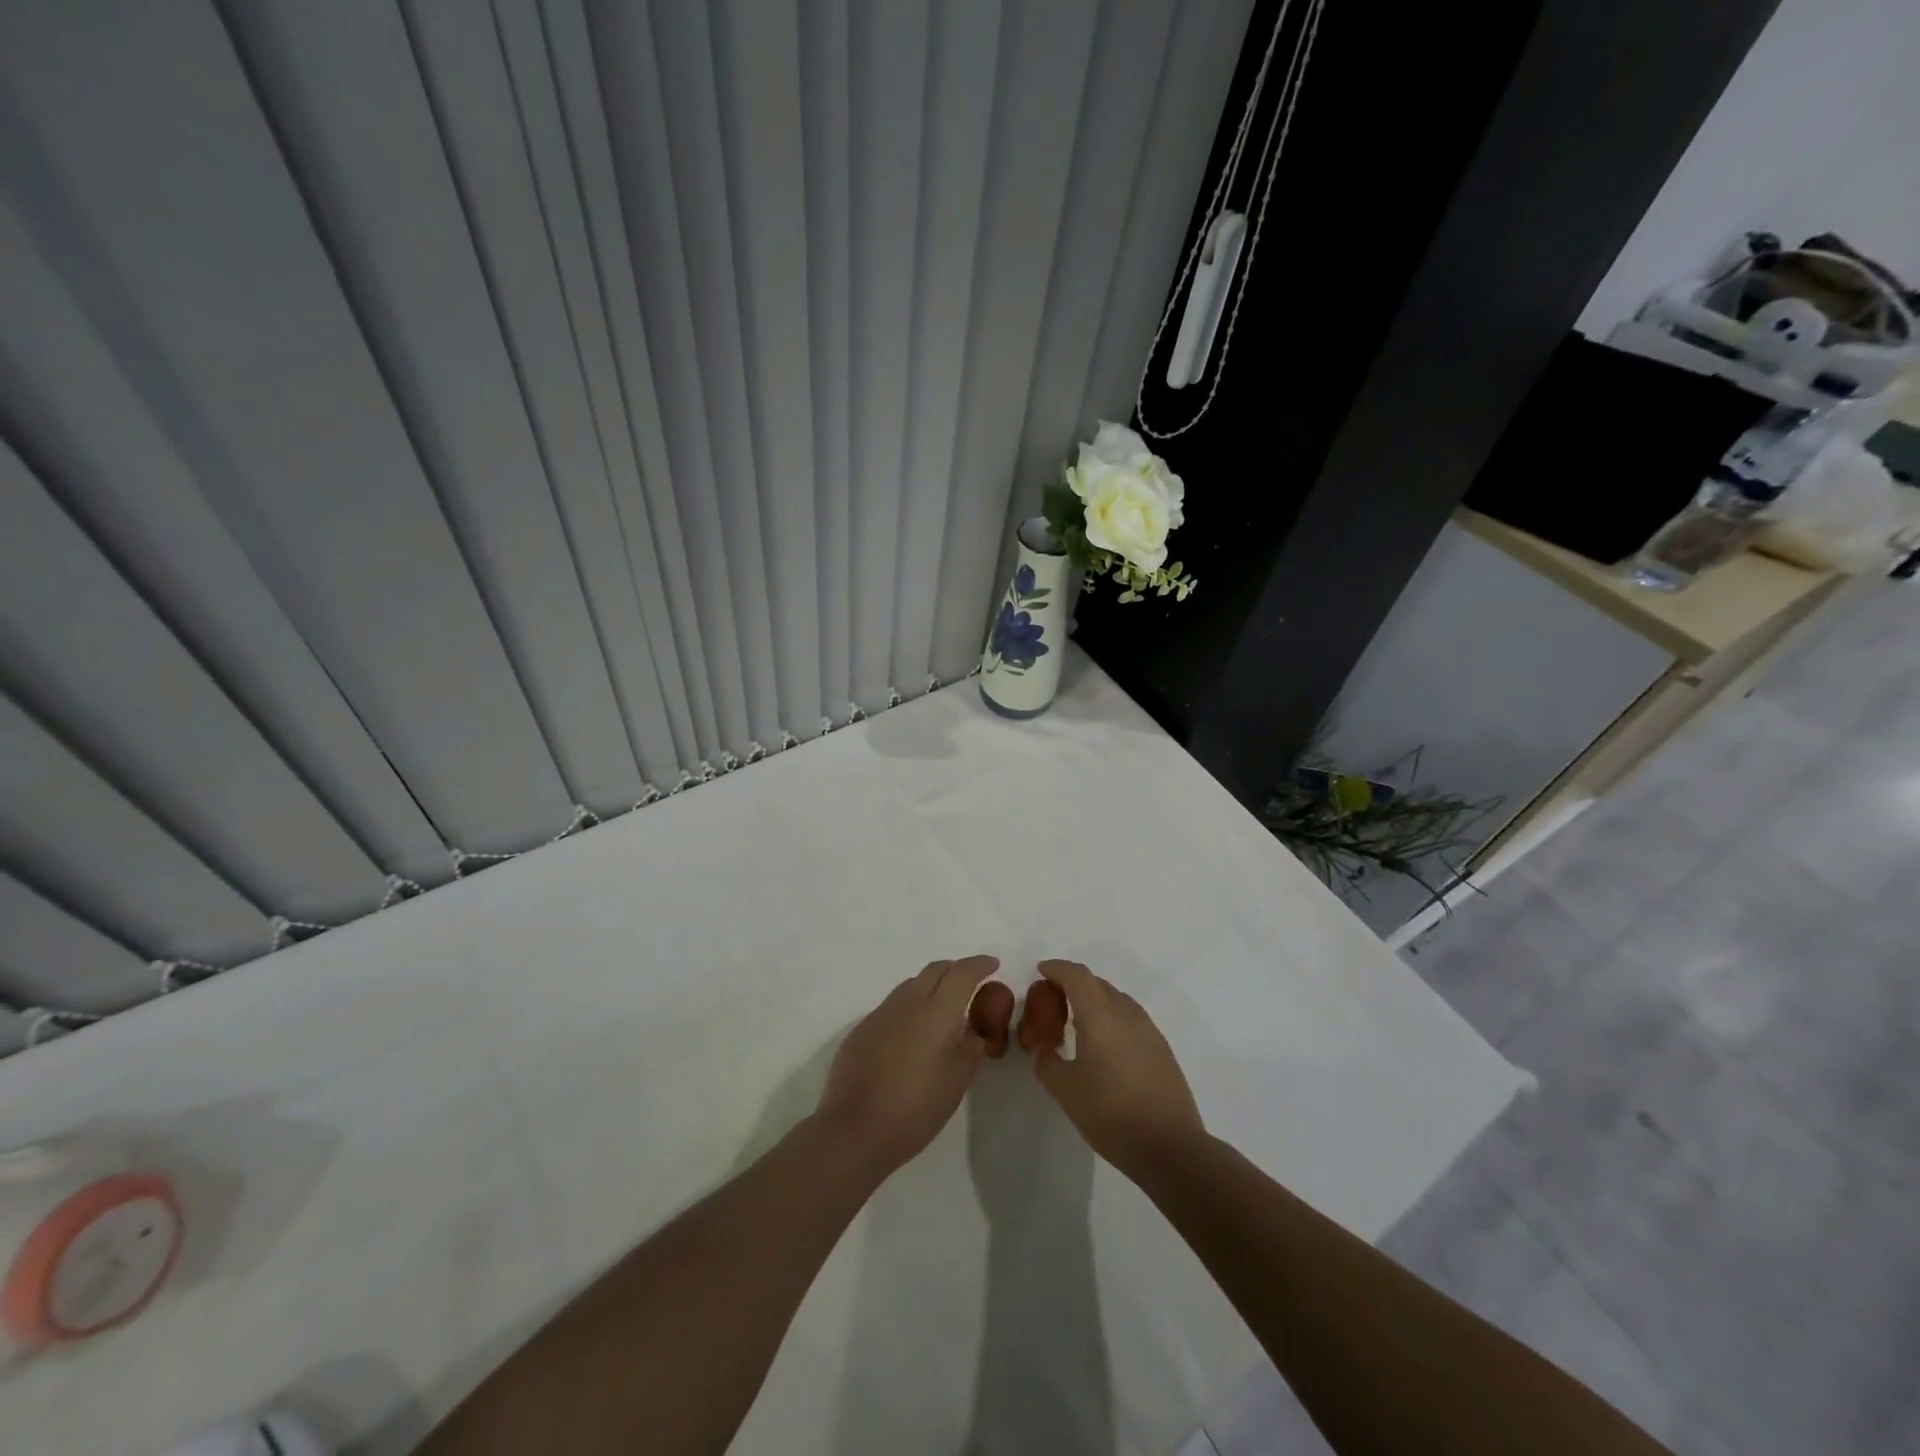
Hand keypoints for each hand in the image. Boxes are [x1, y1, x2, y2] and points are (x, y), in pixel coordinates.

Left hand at [812, 955, 999, 1177]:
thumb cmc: (915, 1109)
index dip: (979, 965)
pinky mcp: (862, 1029)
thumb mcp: (957, 1081)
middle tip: (971, 983)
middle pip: (935, 970)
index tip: (992, 964)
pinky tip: (912, 1033)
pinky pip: (893, 1006)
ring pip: (912, 985)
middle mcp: (907, 1002)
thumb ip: (970, 1047)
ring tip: (943, 1008)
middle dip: (956, 970)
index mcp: (936, 1012)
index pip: (962, 973)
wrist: (854, 1130)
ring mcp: (881, 1013)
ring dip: (931, 986)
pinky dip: (910, 1007)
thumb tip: (973, 1028)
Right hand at [1029, 960, 1205, 1180]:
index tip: (1041, 970)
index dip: (1057, 968)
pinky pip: (1130, 1018)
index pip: (1077, 976)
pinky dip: (1111, 1018)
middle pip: (1097, 984)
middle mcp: (1126, 1013)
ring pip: (1116, 1000)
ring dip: (1094, 1001)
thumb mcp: (1066, 1090)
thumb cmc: (1111, 1114)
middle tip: (1053, 1001)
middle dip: (1073, 984)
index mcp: (1100, 1015)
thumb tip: (1044, 1049)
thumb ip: (1047, 1062)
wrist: (1171, 1147)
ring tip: (1077, 1023)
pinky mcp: (1161, 1049)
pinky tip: (1105, 1045)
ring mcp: (1148, 1030)